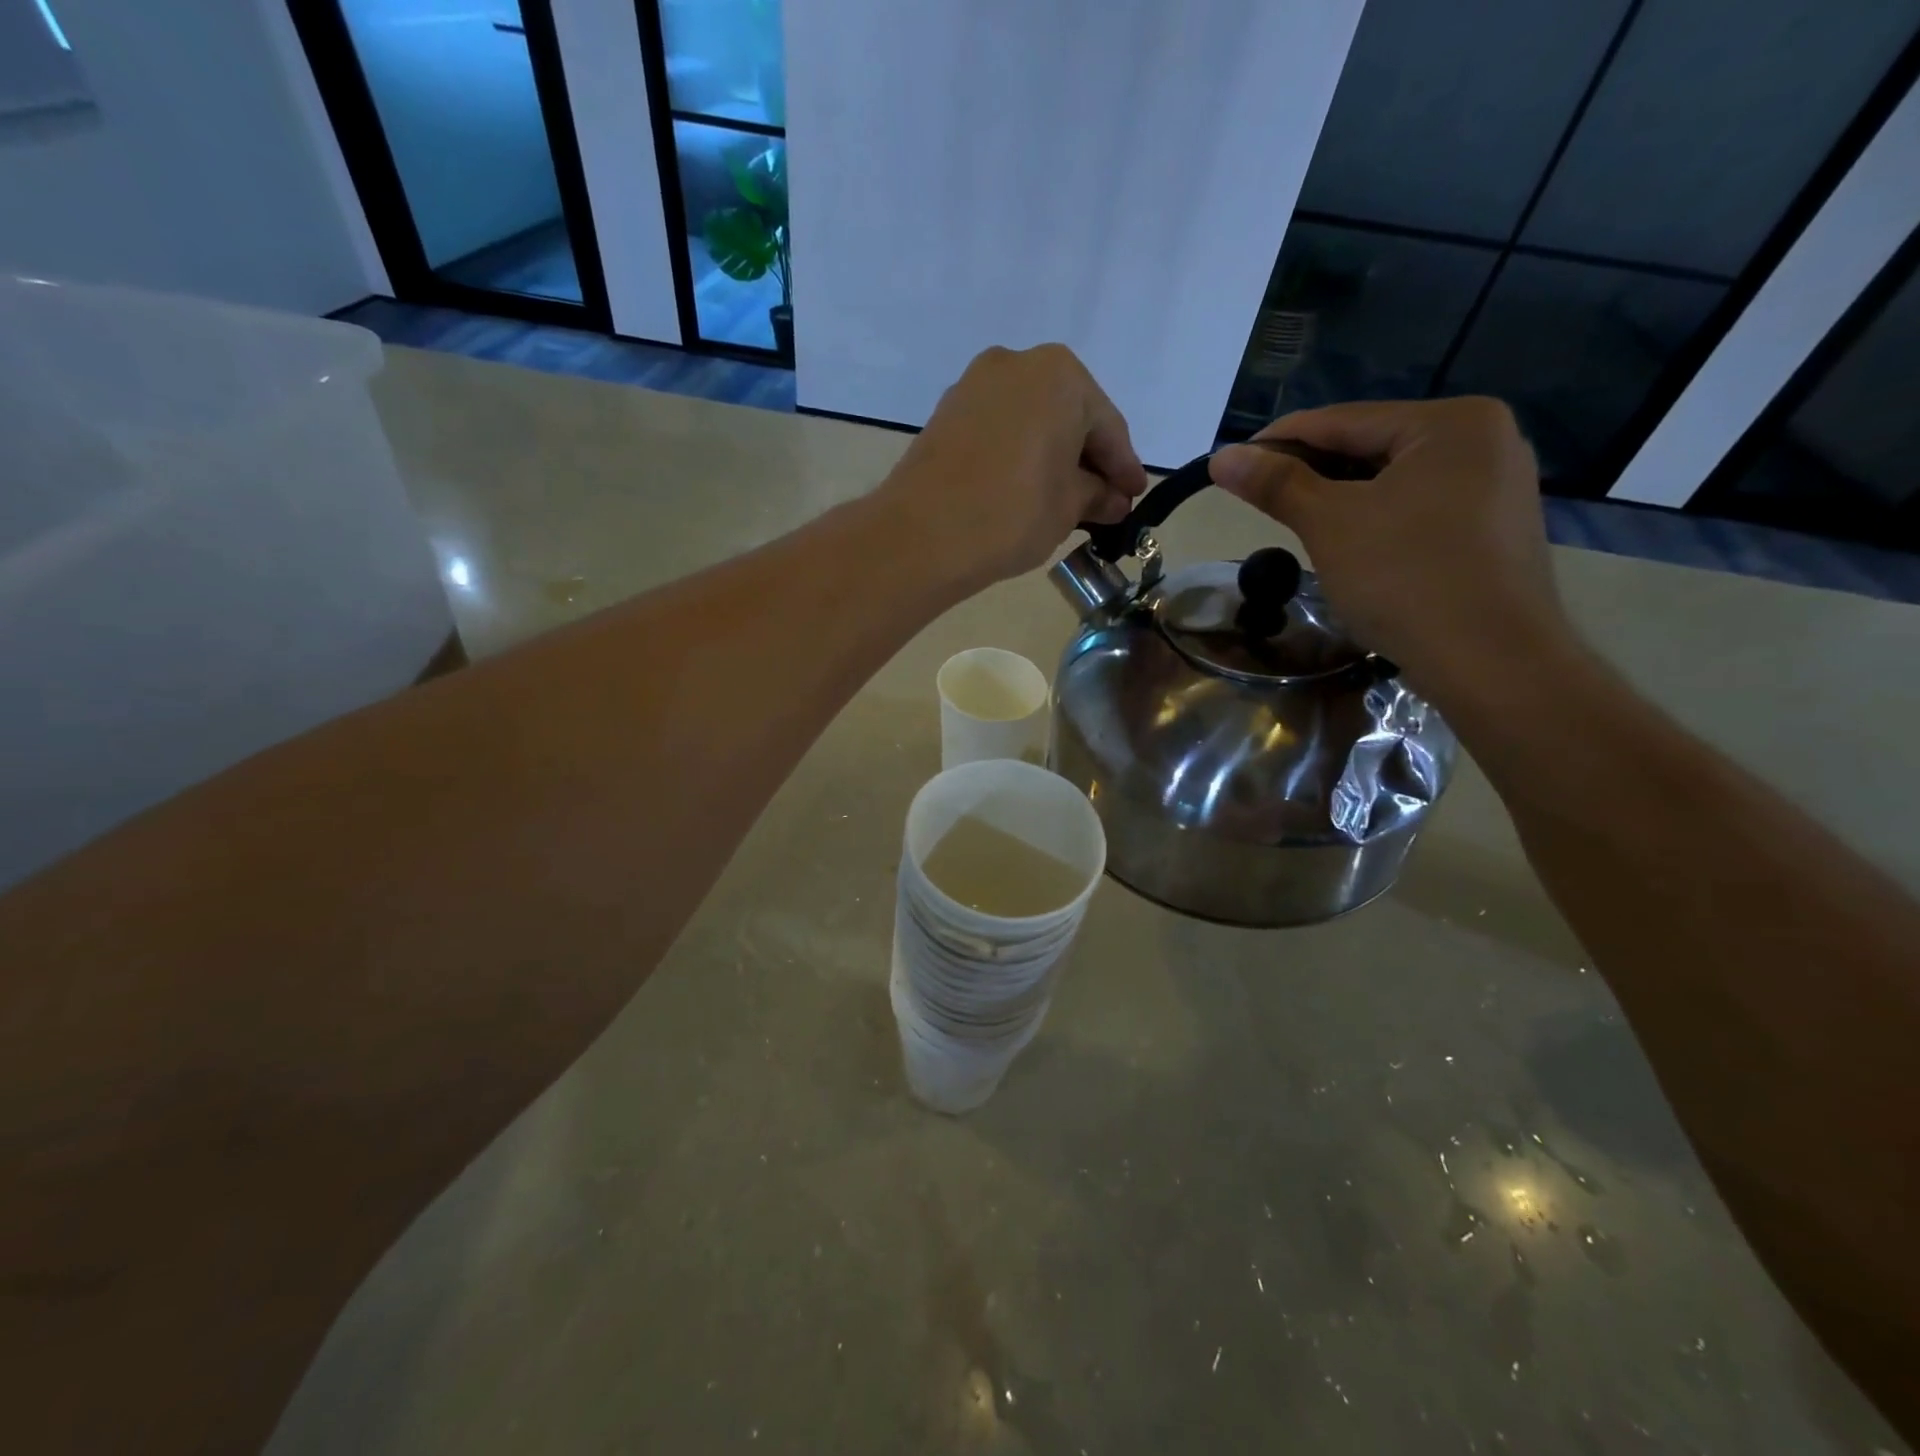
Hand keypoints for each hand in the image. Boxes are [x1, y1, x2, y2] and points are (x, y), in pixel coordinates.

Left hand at [882, 344, 1148, 588]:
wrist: (922, 534)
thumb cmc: (1012, 513)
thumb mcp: (1069, 507)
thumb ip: (1097, 495)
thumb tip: (1112, 499)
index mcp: (1060, 375)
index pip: (1107, 426)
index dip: (1124, 468)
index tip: (1134, 496)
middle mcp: (1016, 364)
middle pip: (1068, 416)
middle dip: (1087, 460)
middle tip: (1103, 501)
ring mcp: (974, 386)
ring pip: (1030, 422)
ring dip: (1052, 457)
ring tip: (1065, 500)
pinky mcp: (945, 414)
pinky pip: (999, 431)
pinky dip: (1018, 455)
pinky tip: (1025, 488)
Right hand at [1209, 398, 1575, 702]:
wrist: (1492, 661)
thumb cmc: (1406, 578)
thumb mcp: (1330, 524)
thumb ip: (1276, 484)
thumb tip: (1222, 456)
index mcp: (1451, 422)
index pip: (1344, 420)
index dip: (1280, 440)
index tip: (1232, 462)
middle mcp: (1485, 441)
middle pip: (1372, 447)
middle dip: (1312, 473)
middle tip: (1259, 498)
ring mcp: (1497, 488)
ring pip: (1395, 483)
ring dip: (1341, 500)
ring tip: (1295, 523)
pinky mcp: (1493, 532)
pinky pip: (1419, 511)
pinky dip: (1377, 522)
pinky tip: (1349, 547)